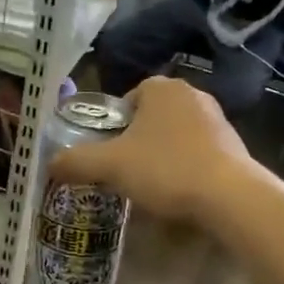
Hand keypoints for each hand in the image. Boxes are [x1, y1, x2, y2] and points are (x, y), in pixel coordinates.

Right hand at [47, 77, 250, 223]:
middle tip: (125, 171)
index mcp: (161, 88)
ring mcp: (217, 119)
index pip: (128, 98)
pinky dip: (186, 167)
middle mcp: (191, 94)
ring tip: (152, 185)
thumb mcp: (110, 166)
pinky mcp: (234, 145)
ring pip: (175, 135)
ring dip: (162, 154)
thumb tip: (50, 164)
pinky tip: (180, 192)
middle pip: (151, 117)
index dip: (114, 126)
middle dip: (137, 141)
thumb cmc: (165, 169)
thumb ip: (76, 162)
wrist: (229, 196)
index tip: (109, 153)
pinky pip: (198, 152)